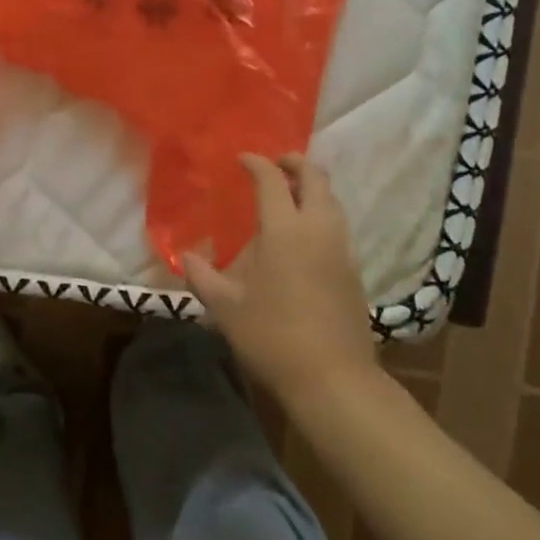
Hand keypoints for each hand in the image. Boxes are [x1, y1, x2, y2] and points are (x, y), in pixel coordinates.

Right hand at [186, 154, 378, 410]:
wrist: (334, 380)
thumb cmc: (272, 337)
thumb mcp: (226, 307)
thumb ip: (203, 276)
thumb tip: (186, 257)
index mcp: (284, 229)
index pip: (272, 179)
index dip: (256, 163)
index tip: (241, 160)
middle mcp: (318, 229)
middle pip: (315, 178)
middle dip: (294, 163)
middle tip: (274, 165)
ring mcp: (341, 249)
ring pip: (332, 201)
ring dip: (311, 188)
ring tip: (288, 197)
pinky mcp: (353, 270)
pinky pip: (338, 225)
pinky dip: (321, 214)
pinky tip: (303, 236)